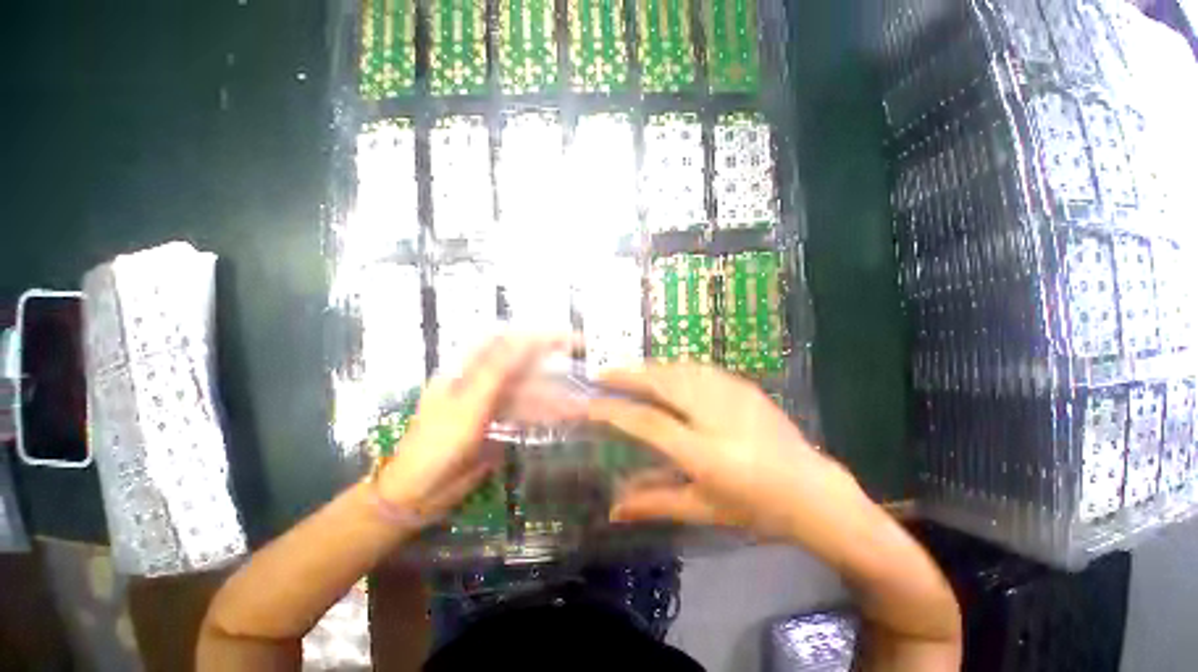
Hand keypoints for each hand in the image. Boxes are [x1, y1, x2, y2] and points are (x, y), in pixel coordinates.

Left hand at [376, 333, 578, 523]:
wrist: (418, 493)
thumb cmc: (436, 446)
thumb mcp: (466, 406)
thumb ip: (495, 371)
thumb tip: (523, 335)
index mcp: (462, 372)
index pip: (504, 343)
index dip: (536, 337)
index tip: (572, 340)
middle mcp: (473, 386)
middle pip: (517, 370)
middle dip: (550, 371)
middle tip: (584, 376)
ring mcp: (481, 412)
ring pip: (521, 397)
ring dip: (549, 399)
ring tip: (580, 409)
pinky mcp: (489, 435)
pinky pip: (518, 420)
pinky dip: (539, 419)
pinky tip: (561, 423)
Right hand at [587, 364, 867, 545]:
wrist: (808, 491)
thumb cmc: (755, 509)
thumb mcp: (703, 509)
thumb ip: (655, 504)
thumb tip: (613, 511)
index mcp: (703, 452)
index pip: (647, 423)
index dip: (613, 412)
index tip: (588, 405)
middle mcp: (717, 416)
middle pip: (665, 383)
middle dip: (630, 374)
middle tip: (602, 373)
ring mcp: (737, 399)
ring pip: (686, 370)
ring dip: (655, 367)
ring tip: (632, 370)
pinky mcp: (751, 391)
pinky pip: (707, 371)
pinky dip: (681, 368)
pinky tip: (674, 374)